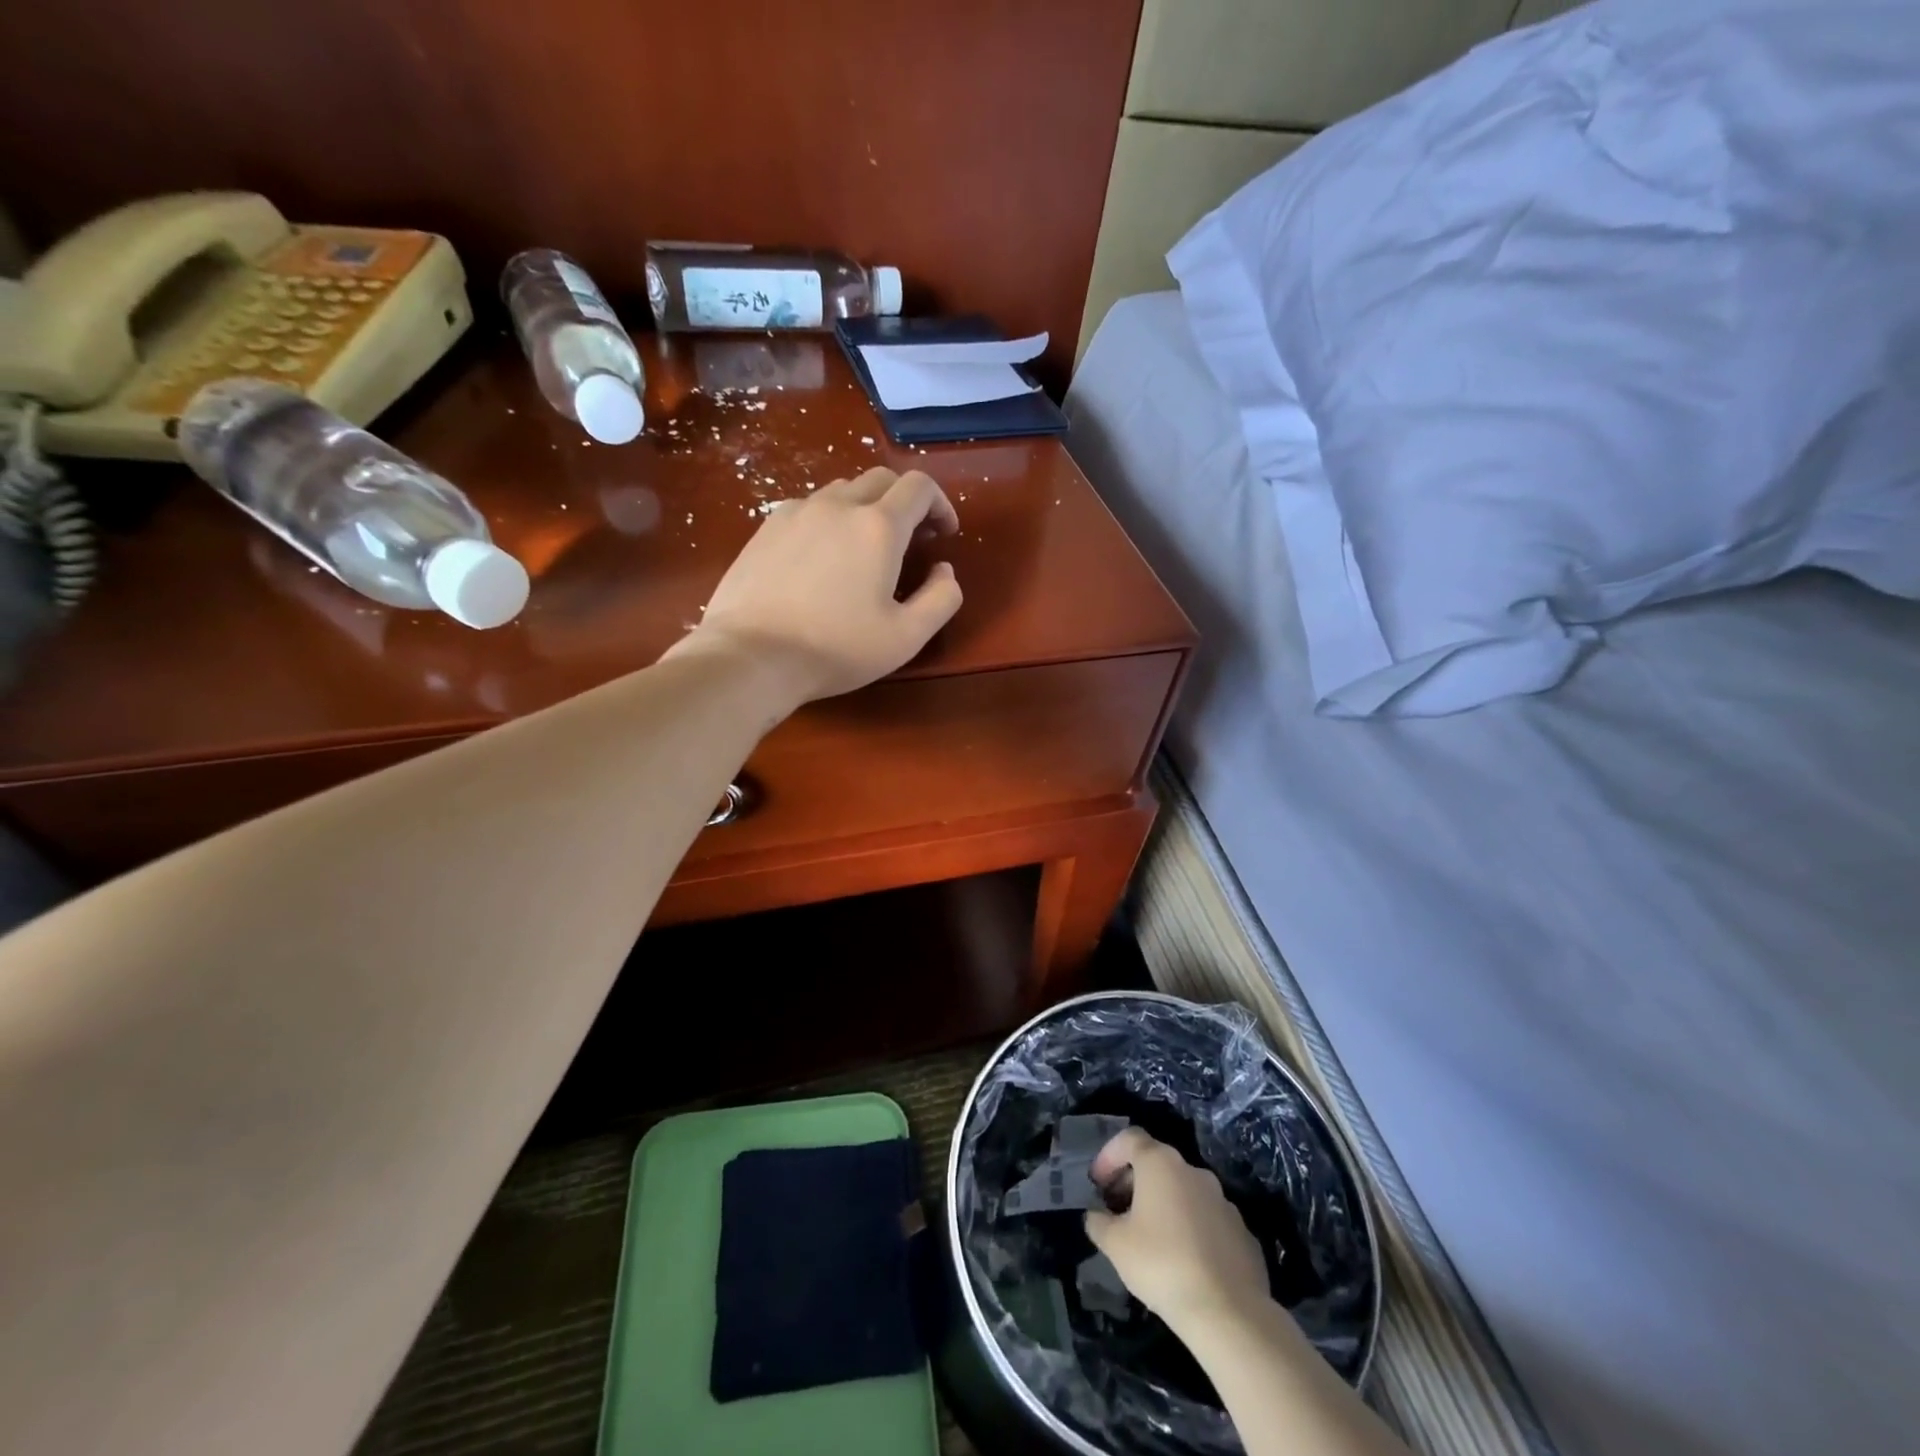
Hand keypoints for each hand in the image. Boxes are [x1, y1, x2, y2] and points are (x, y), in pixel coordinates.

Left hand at [673, 468, 961, 704]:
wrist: (751, 655)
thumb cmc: (836, 649)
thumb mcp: (907, 637)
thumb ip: (941, 598)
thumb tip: (943, 570)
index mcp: (878, 526)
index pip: (919, 487)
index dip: (940, 504)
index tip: (944, 534)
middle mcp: (838, 505)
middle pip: (882, 479)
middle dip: (905, 502)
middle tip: (912, 538)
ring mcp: (797, 512)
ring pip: (843, 490)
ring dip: (867, 507)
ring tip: (867, 547)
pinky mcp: (766, 527)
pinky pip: (809, 507)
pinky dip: (830, 519)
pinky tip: (824, 556)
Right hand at [1084, 1129, 1271, 1338]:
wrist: (1230, 1314)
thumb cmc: (1163, 1265)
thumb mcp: (1115, 1245)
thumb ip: (1098, 1222)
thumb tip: (1096, 1216)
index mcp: (1161, 1164)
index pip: (1129, 1139)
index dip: (1109, 1156)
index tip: (1097, 1184)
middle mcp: (1193, 1171)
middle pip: (1157, 1163)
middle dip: (1134, 1182)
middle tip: (1117, 1211)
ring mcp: (1223, 1201)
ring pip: (1184, 1191)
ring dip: (1163, 1204)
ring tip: (1150, 1238)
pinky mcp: (1242, 1232)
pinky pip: (1207, 1220)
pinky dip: (1190, 1228)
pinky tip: (1183, 1261)